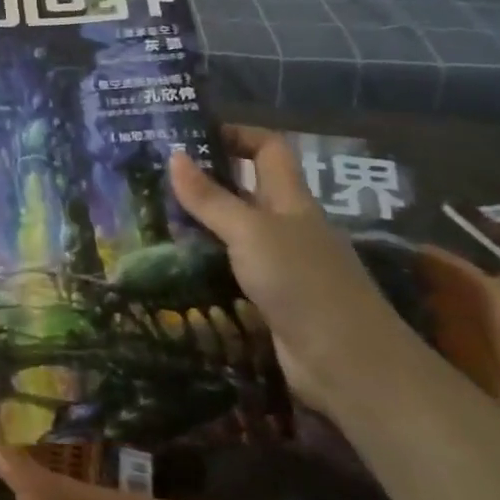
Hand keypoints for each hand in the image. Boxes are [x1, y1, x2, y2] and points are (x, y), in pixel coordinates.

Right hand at [169, 129, 413, 411]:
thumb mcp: (250, 232)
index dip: (236, 135)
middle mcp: (286, 225)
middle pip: (245, 189)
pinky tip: (172, 265)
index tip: (192, 136)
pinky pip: (231, 268)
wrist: (348, 364)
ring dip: (199, 224)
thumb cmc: (303, 282)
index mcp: (290, 199)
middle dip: (205, 181)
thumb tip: (173, 155)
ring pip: (234, 231)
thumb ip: (210, 198)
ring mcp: (280, 264)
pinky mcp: (270, 298)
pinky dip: (204, 263)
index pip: (268, 149)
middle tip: (155, 178)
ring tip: (151, 218)